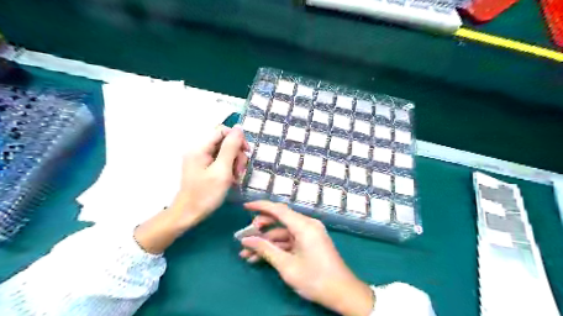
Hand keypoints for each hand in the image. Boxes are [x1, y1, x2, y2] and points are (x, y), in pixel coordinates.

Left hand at [172, 125, 247, 230]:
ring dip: (234, 163)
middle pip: (224, 142)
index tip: (247, 152)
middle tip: (240, 171)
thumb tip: (239, 128)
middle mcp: (199, 150)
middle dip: (236, 154)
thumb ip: (230, 148)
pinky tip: (231, 180)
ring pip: (224, 152)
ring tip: (236, 178)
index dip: (237, 138)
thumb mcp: (222, 170)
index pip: (222, 131)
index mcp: (200, 148)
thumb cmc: (206, 194)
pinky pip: (220, 161)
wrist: (189, 215)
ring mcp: (200, 159)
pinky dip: (228, 169)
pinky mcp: (203, 168)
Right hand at [238, 203, 372, 315]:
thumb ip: (265, 250)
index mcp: (304, 226)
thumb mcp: (287, 265)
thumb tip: (246, 240)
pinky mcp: (310, 242)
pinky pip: (290, 240)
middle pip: (280, 220)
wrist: (342, 293)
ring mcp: (309, 233)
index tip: (245, 206)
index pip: (279, 209)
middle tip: (244, 238)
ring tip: (246, 254)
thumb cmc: (315, 279)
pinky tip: (261, 257)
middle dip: (261, 228)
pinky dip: (277, 247)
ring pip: (283, 232)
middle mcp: (307, 225)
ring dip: (266, 242)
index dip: (261, 206)